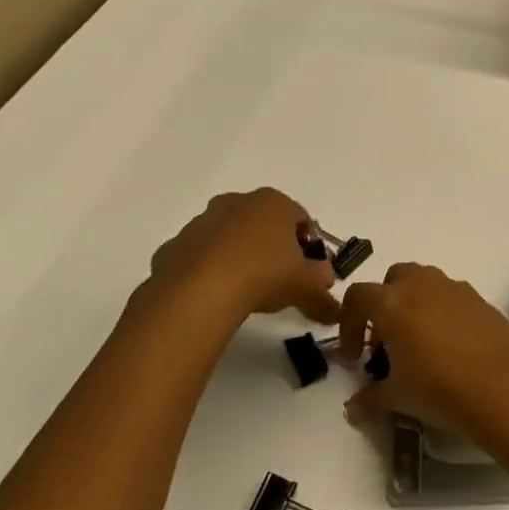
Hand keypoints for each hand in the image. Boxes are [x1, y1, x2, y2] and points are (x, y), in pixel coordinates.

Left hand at [128, 188, 341, 343]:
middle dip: (273, 246)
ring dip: (239, 256)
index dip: (309, 244)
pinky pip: (200, 256)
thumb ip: (323, 291)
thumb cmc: (263, 274)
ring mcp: (201, 222)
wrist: (198, 293)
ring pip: (229, 236)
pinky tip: (216, 295)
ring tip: (246, 290)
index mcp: (273, 203)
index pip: (301, 217)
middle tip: (280, 278)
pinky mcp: (174, 246)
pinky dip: (209, 270)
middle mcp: (236, 203)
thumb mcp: (305, 286)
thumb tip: (334, 306)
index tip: (309, 269)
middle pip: (263, 222)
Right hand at [337, 263, 508, 439]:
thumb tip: (354, 407)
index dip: (350, 324)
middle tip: (388, 343)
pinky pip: (452, 296)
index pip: (358, 296)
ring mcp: (455, 288)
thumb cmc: (439, 387)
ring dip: (414, 304)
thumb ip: (370, 399)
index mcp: (392, 303)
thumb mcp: (397, 398)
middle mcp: (422, 285)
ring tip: (420, 345)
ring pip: (425, 282)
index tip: (355, 357)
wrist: (503, 384)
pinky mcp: (480, 299)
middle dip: (385, 304)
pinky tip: (451, 346)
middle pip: (393, 279)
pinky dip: (443, 312)